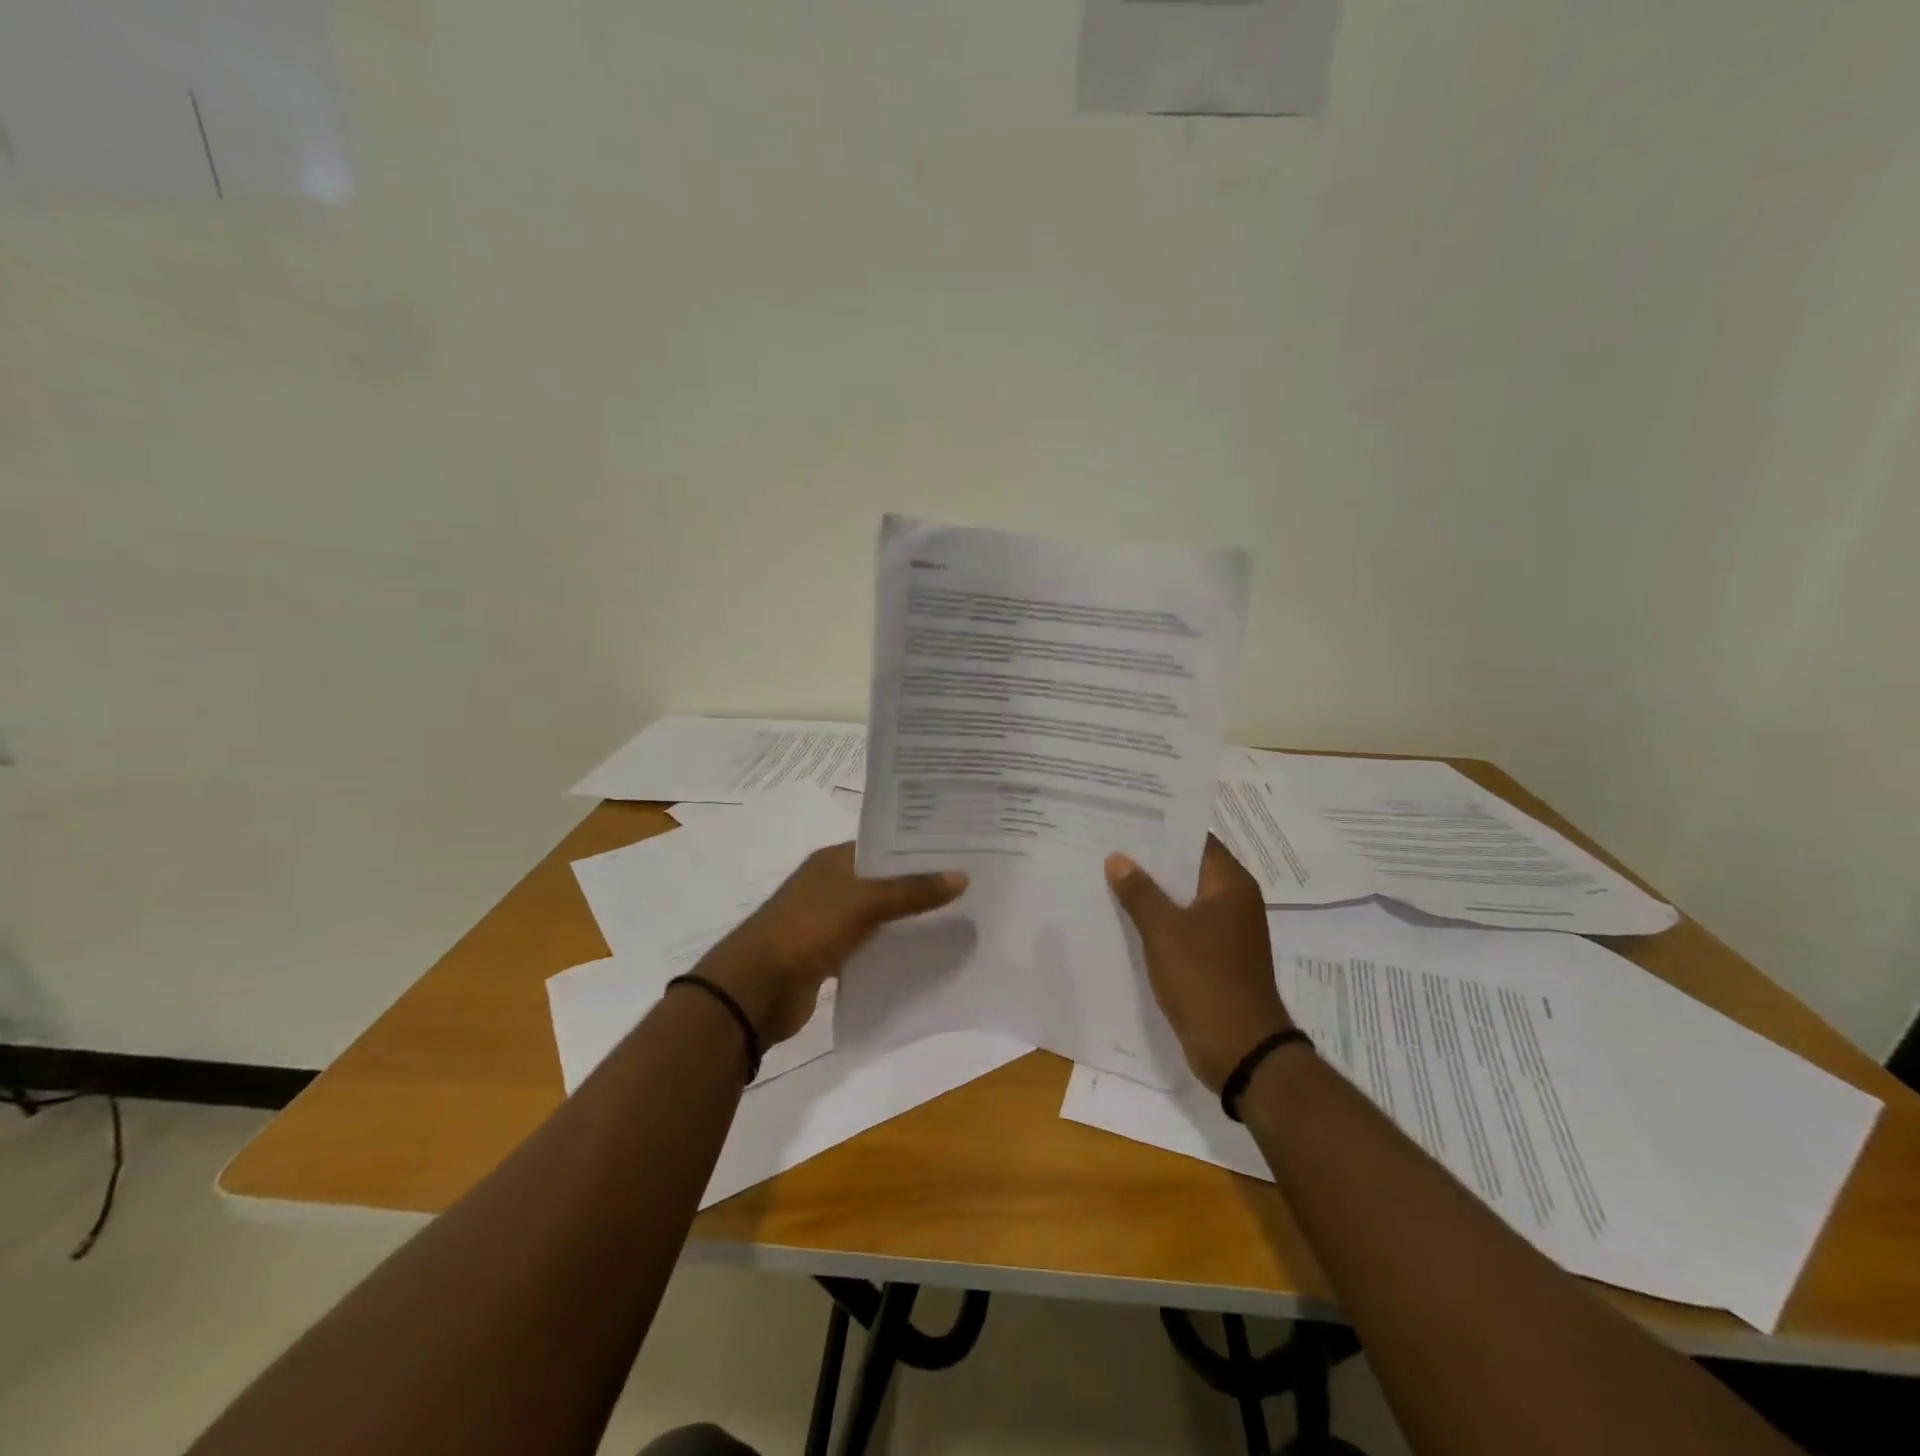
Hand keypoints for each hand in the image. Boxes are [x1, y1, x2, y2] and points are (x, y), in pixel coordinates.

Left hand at [697, 843, 967, 1043]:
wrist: (756, 989)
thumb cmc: (807, 929)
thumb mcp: (864, 903)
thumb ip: (912, 891)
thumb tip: (962, 876)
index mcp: (834, 860)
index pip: (884, 844)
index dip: (918, 847)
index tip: (960, 850)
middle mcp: (832, 885)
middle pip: (884, 879)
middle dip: (921, 884)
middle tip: (970, 884)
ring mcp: (829, 921)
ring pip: (880, 914)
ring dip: (909, 917)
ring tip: (959, 916)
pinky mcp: (830, 956)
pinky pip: (871, 945)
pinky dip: (893, 947)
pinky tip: (927, 951)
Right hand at [1106, 836, 1292, 1092]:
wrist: (1239, 1050)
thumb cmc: (1205, 979)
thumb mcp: (1164, 931)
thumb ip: (1139, 892)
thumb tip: (1117, 858)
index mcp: (1231, 885)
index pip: (1195, 840)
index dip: (1162, 828)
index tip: (1126, 817)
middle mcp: (1233, 902)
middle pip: (1187, 868)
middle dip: (1150, 860)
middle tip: (1108, 843)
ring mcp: (1226, 932)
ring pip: (1183, 899)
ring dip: (1151, 892)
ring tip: (1108, 874)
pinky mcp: (1215, 958)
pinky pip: (1183, 927)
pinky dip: (1158, 920)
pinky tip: (1124, 917)